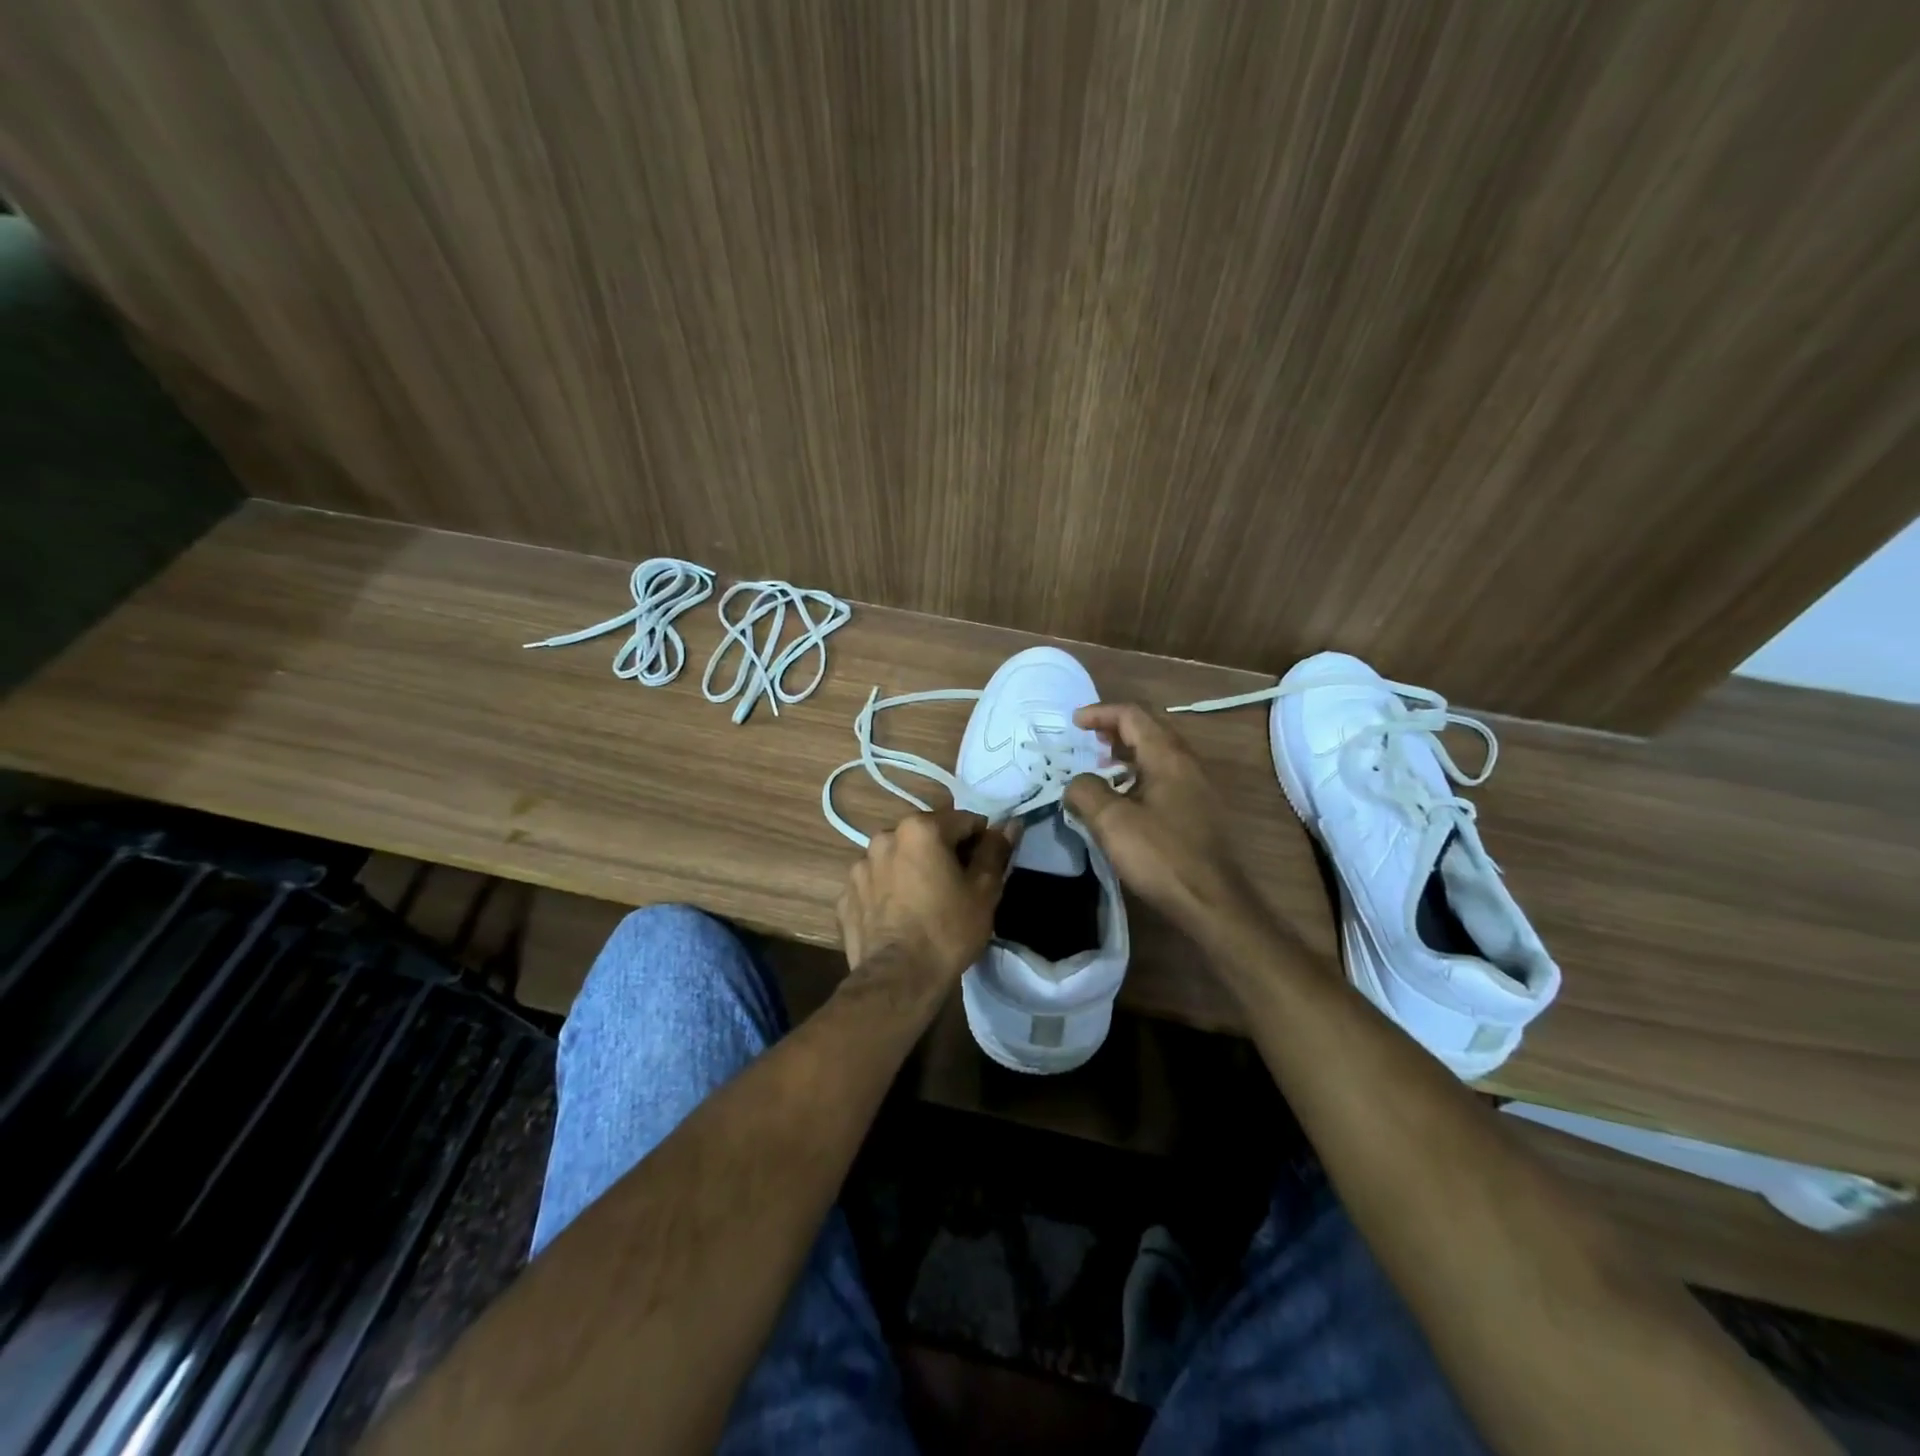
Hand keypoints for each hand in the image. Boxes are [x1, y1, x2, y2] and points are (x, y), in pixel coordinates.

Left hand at [837, 808, 1016, 986]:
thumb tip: (1010, 824)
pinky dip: (887, 893)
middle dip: (943, 853)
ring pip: (897, 859)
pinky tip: (899, 918)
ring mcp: (859, 867)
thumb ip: (995, 850)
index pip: (963, 821)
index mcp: (920, 828)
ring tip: (925, 904)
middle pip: (926, 836)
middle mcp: (884, 837)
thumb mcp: (985, 890)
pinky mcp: (845, 896)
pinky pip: (875, 885)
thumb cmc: (948, 930)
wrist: (898, 979)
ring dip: (912, 870)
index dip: (980, 841)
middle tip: (957, 887)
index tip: (986, 868)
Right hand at [1064, 703, 1255, 931]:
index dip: (1100, 713)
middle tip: (1086, 742)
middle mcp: (1187, 764)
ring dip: (1126, 755)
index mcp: (1168, 757)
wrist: (1212, 902)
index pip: (1132, 715)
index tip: (1073, 723)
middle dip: (1114, 731)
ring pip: (1157, 757)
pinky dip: (1138, 777)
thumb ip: (1087, 792)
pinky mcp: (1198, 813)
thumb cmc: (1161, 856)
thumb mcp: (1112, 822)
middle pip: (1148, 731)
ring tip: (1100, 770)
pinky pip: (1163, 779)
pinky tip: (1123, 802)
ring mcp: (1196, 789)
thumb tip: (1077, 783)